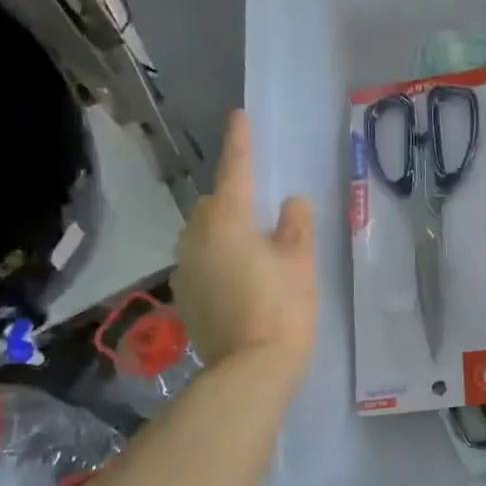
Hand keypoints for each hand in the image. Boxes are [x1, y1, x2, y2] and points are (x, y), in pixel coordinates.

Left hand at [172, 112, 316, 376]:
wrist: (249, 369)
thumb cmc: (283, 308)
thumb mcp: (300, 262)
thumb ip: (296, 225)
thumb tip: (290, 203)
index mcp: (228, 221)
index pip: (236, 171)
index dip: (240, 143)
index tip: (239, 116)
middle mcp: (197, 237)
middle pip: (213, 204)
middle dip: (232, 197)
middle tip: (261, 209)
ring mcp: (185, 268)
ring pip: (203, 233)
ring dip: (223, 229)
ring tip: (253, 245)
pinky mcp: (185, 295)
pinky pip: (200, 260)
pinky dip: (218, 257)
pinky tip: (240, 277)